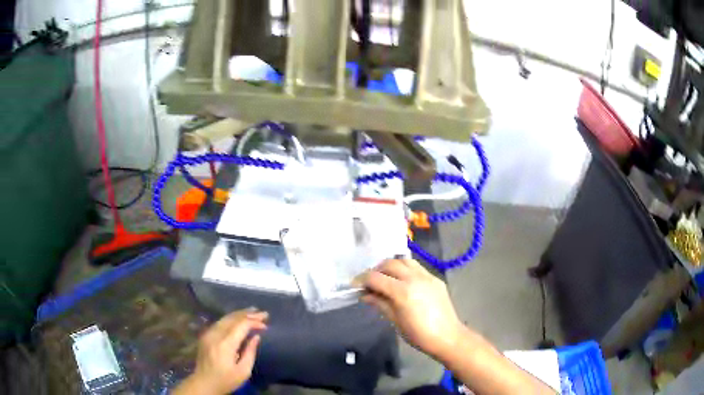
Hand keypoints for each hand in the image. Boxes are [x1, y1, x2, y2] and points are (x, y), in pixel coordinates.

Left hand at [174, 309, 267, 394]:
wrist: (204, 383)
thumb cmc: (226, 380)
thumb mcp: (243, 371)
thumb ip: (250, 352)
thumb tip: (256, 337)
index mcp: (225, 344)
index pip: (241, 326)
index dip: (254, 322)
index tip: (266, 325)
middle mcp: (215, 335)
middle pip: (232, 318)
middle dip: (248, 314)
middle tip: (263, 313)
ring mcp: (208, 334)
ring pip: (225, 318)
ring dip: (240, 314)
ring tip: (253, 311)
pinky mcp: (205, 335)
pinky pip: (220, 322)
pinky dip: (231, 318)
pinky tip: (238, 319)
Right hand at [359, 259, 462, 359]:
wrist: (447, 336)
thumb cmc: (419, 335)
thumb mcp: (395, 321)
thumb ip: (380, 304)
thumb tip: (366, 295)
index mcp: (402, 292)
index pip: (376, 277)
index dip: (362, 280)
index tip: (355, 285)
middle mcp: (414, 278)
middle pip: (389, 264)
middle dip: (376, 270)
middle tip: (369, 282)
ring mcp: (427, 276)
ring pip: (404, 260)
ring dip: (391, 266)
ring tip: (386, 278)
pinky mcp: (435, 278)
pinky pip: (416, 267)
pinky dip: (405, 269)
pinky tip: (402, 281)